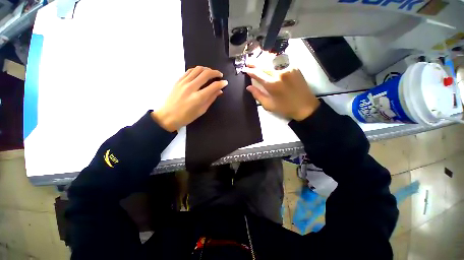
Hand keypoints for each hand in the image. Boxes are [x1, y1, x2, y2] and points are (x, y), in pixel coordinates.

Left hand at [152, 66, 227, 131]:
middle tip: (220, 75)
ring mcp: (184, 82)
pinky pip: (189, 71)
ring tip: (211, 72)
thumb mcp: (202, 110)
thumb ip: (211, 99)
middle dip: (215, 72)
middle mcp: (191, 87)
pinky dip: (197, 70)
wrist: (168, 116)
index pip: (213, 86)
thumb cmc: (186, 117)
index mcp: (198, 97)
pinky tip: (200, 72)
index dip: (221, 83)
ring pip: (198, 69)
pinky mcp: (178, 80)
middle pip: (206, 74)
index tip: (225, 82)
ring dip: (207, 69)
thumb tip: (219, 91)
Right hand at [244, 66, 319, 120]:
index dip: (250, 71)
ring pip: (272, 60)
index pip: (257, 74)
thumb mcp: (268, 105)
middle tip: (248, 62)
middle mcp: (279, 73)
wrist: (305, 106)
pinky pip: (281, 60)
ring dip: (263, 59)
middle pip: (264, 65)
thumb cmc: (285, 108)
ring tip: (257, 60)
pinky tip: (269, 60)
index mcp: (272, 85)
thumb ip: (257, 95)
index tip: (244, 69)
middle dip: (254, 63)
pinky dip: (273, 60)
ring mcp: (288, 68)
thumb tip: (248, 87)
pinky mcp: (294, 67)